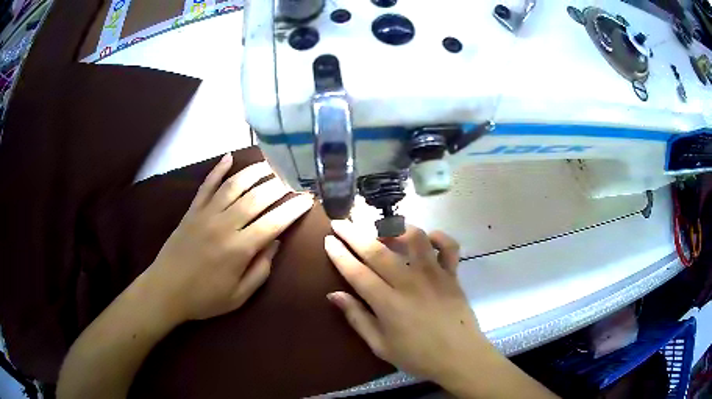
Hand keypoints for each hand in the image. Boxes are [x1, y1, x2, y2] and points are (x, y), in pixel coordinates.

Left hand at [145, 153, 313, 322]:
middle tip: (295, 177)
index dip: (293, 209)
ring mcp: (206, 214)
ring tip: (272, 163)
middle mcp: (224, 225)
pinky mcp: (192, 210)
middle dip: (280, 185)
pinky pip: (206, 185)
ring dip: (255, 172)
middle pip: (257, 197)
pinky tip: (229, 156)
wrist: (166, 290)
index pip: (274, 222)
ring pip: (234, 185)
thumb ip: (261, 269)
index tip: (308, 198)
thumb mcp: (239, 296)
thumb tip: (276, 242)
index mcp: (239, 249)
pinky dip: (218, 169)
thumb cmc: (204, 298)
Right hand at [325, 221, 489, 385]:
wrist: (460, 357)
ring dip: (395, 229)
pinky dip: (438, 237)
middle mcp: (409, 283)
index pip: (357, 272)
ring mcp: (434, 275)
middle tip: (341, 223)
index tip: (328, 240)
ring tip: (384, 231)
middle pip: (377, 251)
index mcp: (388, 304)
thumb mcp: (381, 346)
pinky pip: (448, 246)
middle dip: (354, 234)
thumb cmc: (418, 356)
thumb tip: (334, 295)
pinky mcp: (452, 274)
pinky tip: (427, 240)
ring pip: (414, 238)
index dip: (339, 254)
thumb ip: (357, 318)